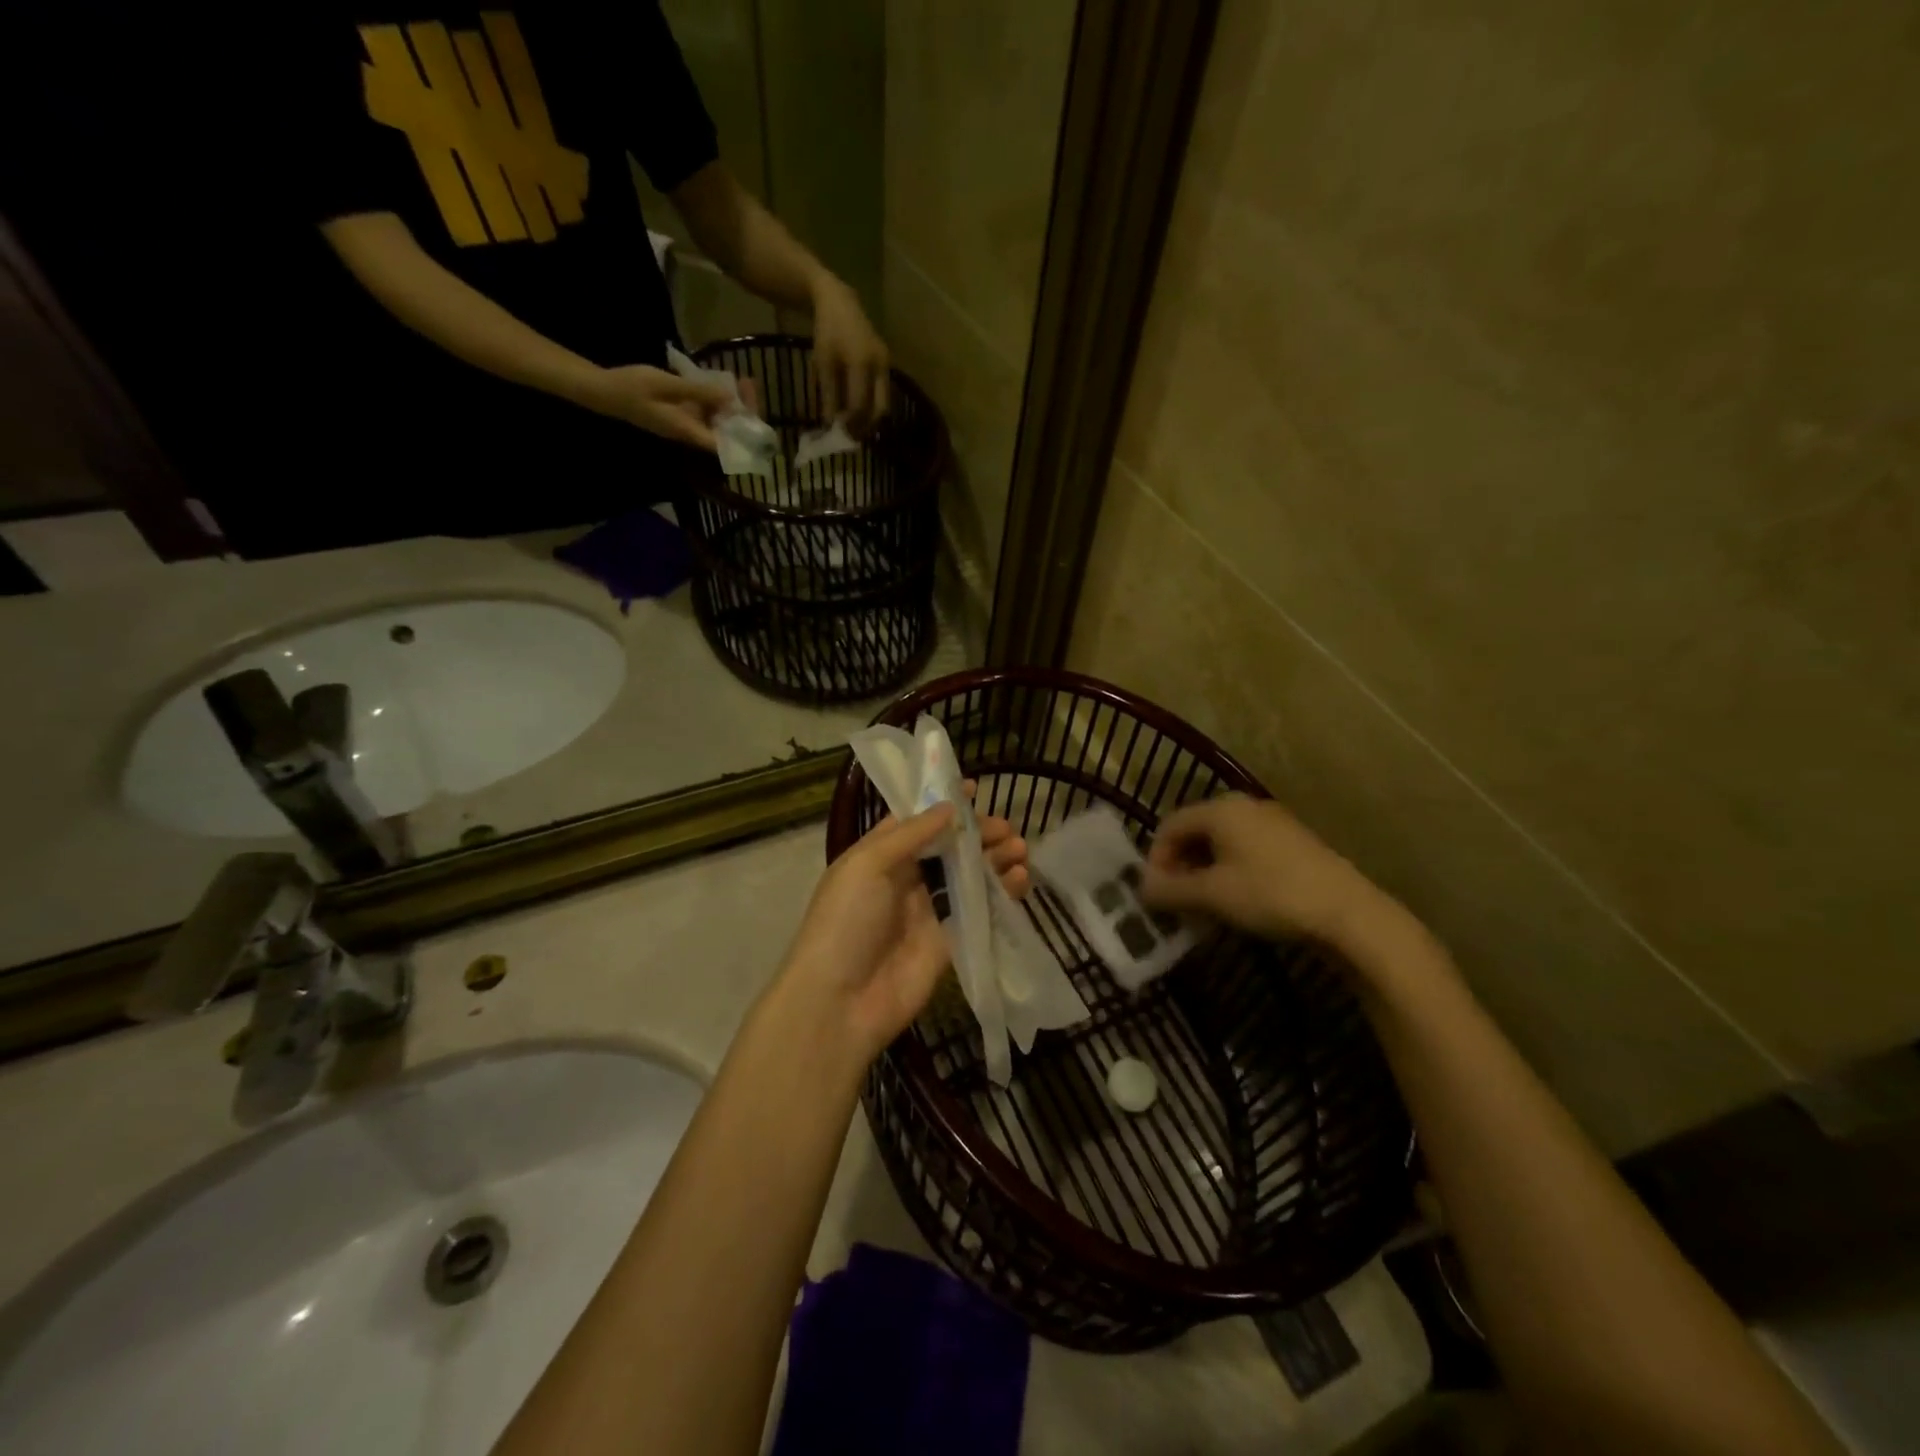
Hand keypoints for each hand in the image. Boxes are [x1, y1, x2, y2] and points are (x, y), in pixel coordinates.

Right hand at [584, 364, 734, 451]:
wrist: (605, 390)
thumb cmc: (632, 388)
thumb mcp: (666, 385)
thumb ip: (697, 392)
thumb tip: (729, 397)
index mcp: (688, 432)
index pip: (725, 445)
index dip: (743, 436)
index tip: (756, 419)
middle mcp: (691, 433)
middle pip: (725, 431)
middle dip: (741, 412)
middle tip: (749, 385)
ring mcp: (686, 424)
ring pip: (717, 419)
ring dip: (731, 404)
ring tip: (742, 381)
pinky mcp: (681, 414)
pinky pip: (706, 410)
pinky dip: (715, 398)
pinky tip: (722, 382)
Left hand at [776, 797, 1029, 1060]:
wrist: (840, 1002)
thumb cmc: (845, 921)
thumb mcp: (867, 864)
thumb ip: (912, 834)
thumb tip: (949, 807)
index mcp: (878, 856)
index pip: (914, 822)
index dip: (943, 805)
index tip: (975, 789)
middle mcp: (903, 880)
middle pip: (948, 848)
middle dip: (977, 834)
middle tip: (1007, 828)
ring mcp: (927, 912)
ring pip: (968, 877)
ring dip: (994, 860)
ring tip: (1020, 848)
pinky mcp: (949, 942)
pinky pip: (979, 911)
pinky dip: (1001, 894)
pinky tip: (1020, 880)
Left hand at [808, 277, 889, 434]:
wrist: (840, 303)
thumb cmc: (827, 332)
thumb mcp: (822, 364)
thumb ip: (827, 395)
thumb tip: (829, 424)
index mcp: (862, 363)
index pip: (860, 404)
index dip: (850, 423)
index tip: (838, 434)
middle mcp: (880, 365)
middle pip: (880, 408)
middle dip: (866, 426)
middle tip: (852, 437)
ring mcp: (886, 364)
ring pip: (883, 402)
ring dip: (871, 419)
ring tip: (855, 427)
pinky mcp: (886, 364)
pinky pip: (882, 392)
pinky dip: (872, 405)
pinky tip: (859, 411)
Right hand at [1141, 794, 1393, 949]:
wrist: (1348, 913)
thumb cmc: (1270, 895)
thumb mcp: (1212, 895)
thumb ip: (1170, 890)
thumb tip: (1142, 889)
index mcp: (1220, 809)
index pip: (1169, 826)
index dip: (1155, 859)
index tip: (1156, 894)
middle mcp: (1245, 807)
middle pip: (1195, 831)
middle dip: (1180, 866)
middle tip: (1177, 901)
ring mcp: (1272, 822)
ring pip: (1221, 842)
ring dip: (1204, 871)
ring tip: (1205, 905)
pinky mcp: (1293, 843)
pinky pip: (1246, 850)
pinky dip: (1231, 871)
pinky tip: (1237, 901)